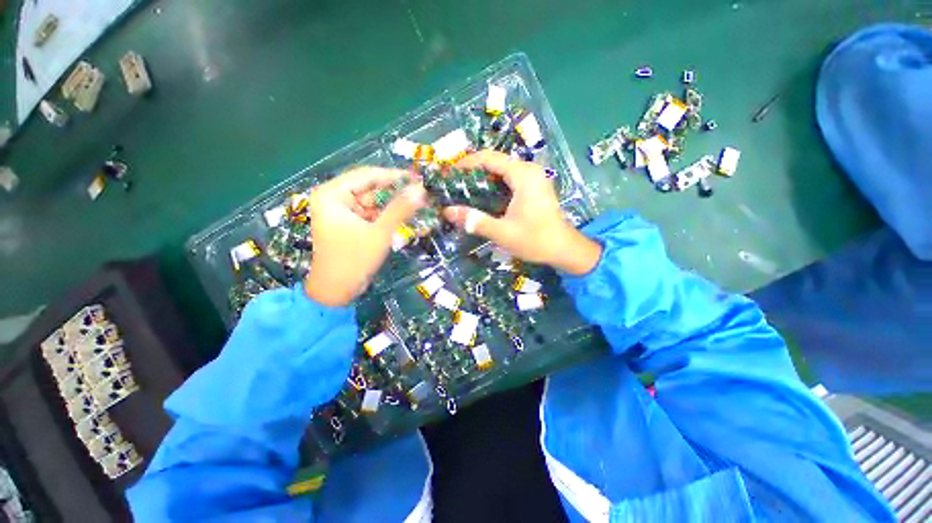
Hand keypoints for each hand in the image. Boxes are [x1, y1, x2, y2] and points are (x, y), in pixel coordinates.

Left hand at [304, 167, 426, 305]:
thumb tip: (421, 189)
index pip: (367, 175)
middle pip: (371, 188)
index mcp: (332, 194)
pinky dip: (389, 215)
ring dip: (395, 204)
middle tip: (422, 193)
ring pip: (375, 201)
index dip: (394, 176)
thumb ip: (400, 209)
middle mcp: (335, 198)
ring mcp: (343, 211)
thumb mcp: (380, 233)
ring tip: (419, 204)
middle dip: (396, 192)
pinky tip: (407, 215)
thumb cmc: (354, 260)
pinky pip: (373, 213)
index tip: (418, 178)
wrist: (336, 291)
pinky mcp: (351, 223)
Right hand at [442, 151, 601, 274]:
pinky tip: (484, 197)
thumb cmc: (535, 240)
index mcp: (523, 175)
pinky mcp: (535, 186)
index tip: (449, 174)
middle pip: (495, 161)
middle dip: (473, 171)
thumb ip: (474, 220)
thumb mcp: (502, 232)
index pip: (489, 158)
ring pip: (503, 169)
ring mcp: (534, 177)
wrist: (564, 249)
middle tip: (455, 185)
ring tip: (465, 191)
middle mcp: (530, 170)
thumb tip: (447, 212)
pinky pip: (510, 178)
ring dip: (484, 178)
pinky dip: (495, 184)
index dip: (466, 163)